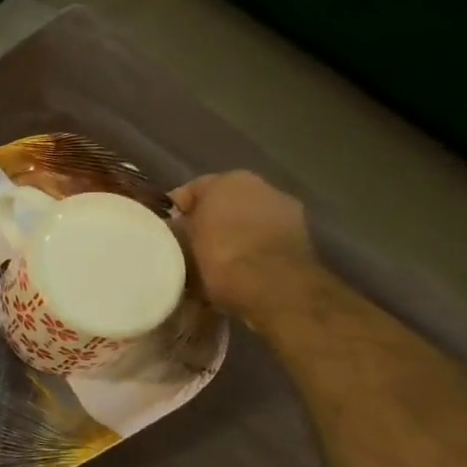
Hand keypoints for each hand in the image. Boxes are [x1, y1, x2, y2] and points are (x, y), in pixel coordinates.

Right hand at [168, 171, 317, 321]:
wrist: (272, 287)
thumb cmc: (220, 254)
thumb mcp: (181, 240)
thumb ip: (177, 228)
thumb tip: (173, 229)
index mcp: (229, 179)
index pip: (192, 191)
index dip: (175, 211)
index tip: (163, 232)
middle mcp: (263, 187)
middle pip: (224, 204)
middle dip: (208, 222)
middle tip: (188, 247)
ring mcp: (287, 213)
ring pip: (247, 224)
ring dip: (233, 237)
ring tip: (213, 264)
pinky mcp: (303, 240)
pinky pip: (265, 242)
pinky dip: (253, 252)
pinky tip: (238, 273)